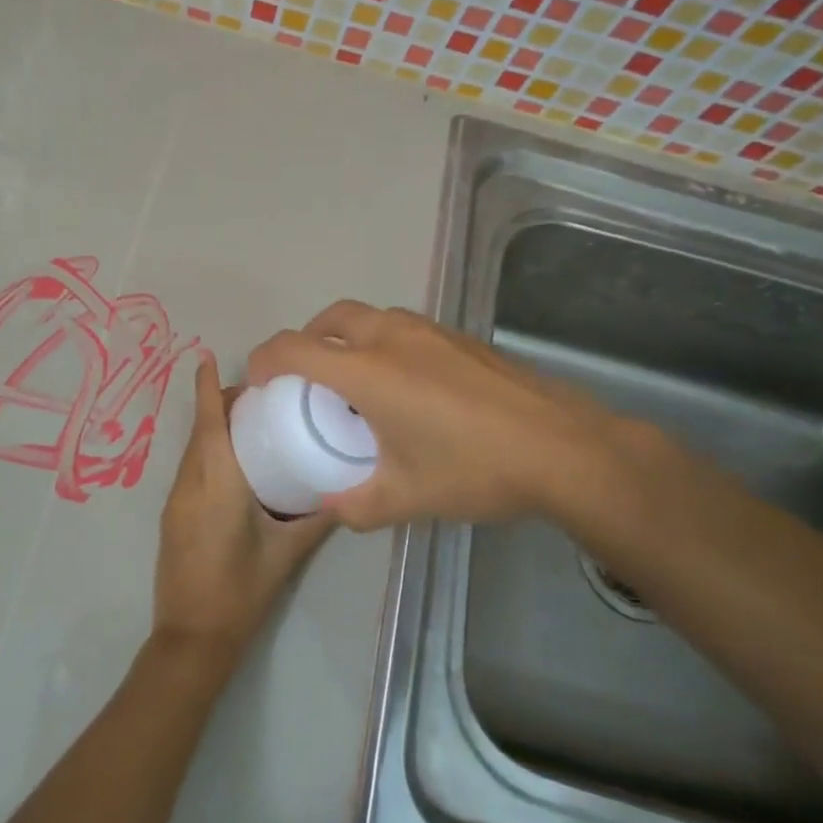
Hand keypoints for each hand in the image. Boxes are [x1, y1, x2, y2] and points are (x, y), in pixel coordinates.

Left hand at [151, 355, 335, 663]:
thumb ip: (317, 518)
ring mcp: (176, 499)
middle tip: (259, 393)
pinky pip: (190, 469)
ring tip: (251, 421)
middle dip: (218, 403)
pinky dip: (207, 452)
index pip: (208, 422)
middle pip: (200, 429)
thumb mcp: (287, 553)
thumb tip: (345, 490)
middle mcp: (190, 482)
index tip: (207, 356)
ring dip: (212, 428)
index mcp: (217, 481)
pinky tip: (234, 463)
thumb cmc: (242, 590)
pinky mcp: (172, 515)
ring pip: (192, 449)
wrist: (192, 637)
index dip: (205, 386)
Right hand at [246, 301, 655, 532]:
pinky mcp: (458, 337)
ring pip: (368, 317)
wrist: (563, 448)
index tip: (258, 382)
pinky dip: (382, 342)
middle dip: (306, 340)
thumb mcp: (407, 498)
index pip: (294, 348)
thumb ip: (356, 505)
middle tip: (307, 379)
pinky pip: (401, 327)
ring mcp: (429, 332)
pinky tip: (406, 385)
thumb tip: (330, 506)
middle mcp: (391, 338)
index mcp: (367, 372)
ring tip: (355, 381)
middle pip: (329, 318)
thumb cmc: (475, 469)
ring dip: (346, 337)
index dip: (265, 359)